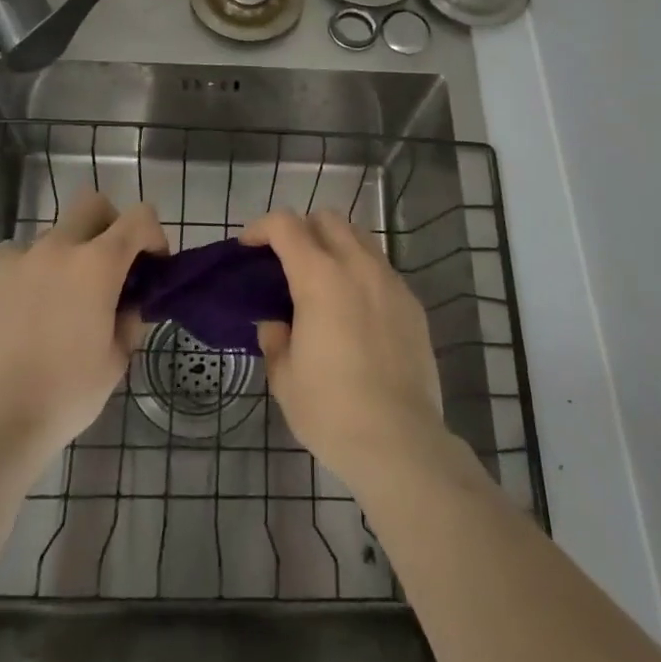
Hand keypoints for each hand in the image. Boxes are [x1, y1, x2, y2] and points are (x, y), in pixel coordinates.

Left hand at [0, 189, 166, 469]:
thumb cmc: (64, 394)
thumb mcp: (115, 362)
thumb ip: (128, 321)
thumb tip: (128, 304)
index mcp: (98, 264)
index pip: (139, 217)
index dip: (154, 234)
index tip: (153, 265)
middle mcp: (60, 246)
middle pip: (93, 204)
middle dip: (110, 225)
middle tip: (110, 266)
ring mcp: (19, 257)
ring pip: (54, 233)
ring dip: (68, 253)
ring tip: (62, 298)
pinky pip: (18, 255)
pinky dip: (31, 269)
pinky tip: (27, 305)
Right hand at [242, 210, 447, 491]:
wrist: (400, 442)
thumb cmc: (331, 410)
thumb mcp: (285, 377)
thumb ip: (275, 339)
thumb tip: (276, 323)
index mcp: (319, 277)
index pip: (286, 225)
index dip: (262, 228)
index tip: (248, 247)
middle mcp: (357, 266)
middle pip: (327, 218)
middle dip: (302, 229)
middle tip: (287, 261)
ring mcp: (390, 282)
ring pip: (360, 237)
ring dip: (335, 245)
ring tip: (323, 281)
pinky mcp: (412, 303)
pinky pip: (381, 268)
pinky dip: (361, 272)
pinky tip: (355, 309)